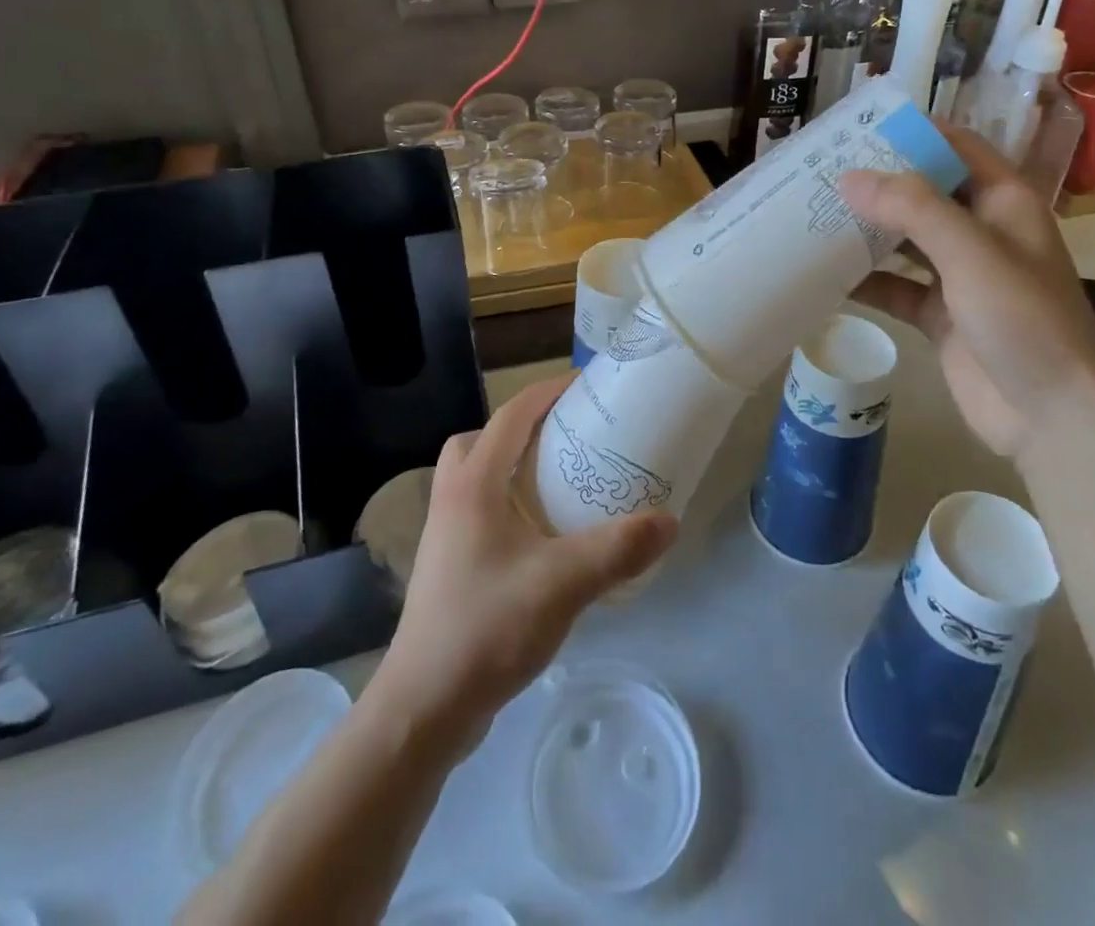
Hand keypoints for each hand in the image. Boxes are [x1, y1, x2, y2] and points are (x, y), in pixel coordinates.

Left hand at [369, 374, 677, 747]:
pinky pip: (478, 510)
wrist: (423, 708)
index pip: (512, 415)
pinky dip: (507, 503)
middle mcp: (452, 498)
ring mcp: (444, 534)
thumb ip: (618, 549)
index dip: (548, 392)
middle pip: (483, 439)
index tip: (587, 386)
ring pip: (476, 476)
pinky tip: (542, 537)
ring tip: (559, 484)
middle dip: (524, 428)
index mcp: (473, 484)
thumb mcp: (563, 583)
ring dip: (513, 467)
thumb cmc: (487, 627)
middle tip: (568, 439)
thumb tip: (671, 521)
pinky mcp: (447, 566)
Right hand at [841, 120, 1094, 458]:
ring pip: (905, 240)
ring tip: (812, 214)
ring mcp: (960, 276)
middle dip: (878, 182)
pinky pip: (895, 287)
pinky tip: (825, 275)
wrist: (1052, 417)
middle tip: (820, 171)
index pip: (957, 148)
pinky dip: (865, 280)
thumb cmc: (1024, 320)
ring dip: (866, 229)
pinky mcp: (940, 315)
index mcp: (1004, 202)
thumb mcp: (972, 252)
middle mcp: (981, 232)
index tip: (858, 126)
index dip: (914, 133)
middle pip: (924, 193)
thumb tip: (850, 177)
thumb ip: (913, 208)